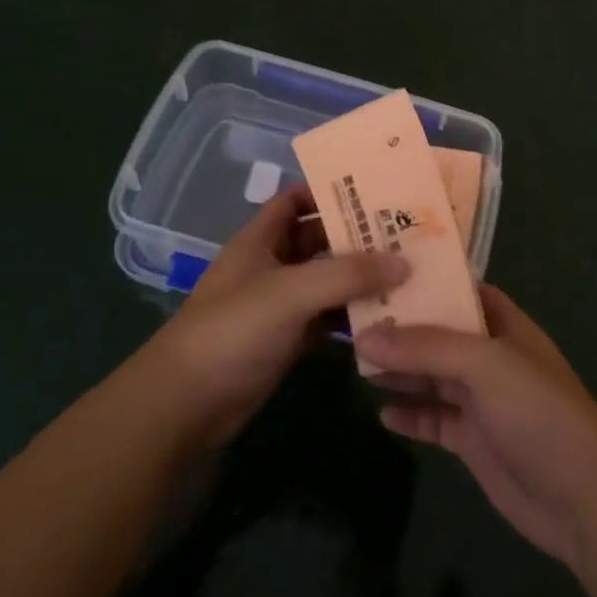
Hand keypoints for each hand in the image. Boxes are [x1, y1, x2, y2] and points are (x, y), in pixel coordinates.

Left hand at [147, 185, 407, 447]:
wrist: (187, 405)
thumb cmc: (232, 331)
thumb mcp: (290, 293)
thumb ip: (346, 275)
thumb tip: (404, 262)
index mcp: (260, 240)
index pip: (294, 200)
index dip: (327, 191)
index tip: (374, 191)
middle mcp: (270, 266)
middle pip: (318, 240)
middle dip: (356, 236)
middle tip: (405, 232)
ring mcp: (279, 306)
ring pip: (326, 281)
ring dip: (360, 278)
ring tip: (409, 271)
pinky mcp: (288, 341)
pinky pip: (328, 319)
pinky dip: (353, 316)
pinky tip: (388, 315)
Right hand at [355, 286, 596, 567]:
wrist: (580, 496)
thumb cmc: (537, 411)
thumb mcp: (483, 365)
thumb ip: (425, 348)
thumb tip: (365, 336)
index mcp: (504, 327)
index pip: (463, 292)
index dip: (429, 282)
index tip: (383, 271)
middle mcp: (492, 358)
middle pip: (440, 335)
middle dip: (403, 328)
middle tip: (353, 319)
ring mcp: (483, 402)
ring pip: (433, 377)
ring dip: (400, 370)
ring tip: (356, 361)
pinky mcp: (474, 442)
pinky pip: (434, 420)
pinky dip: (411, 414)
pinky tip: (382, 412)